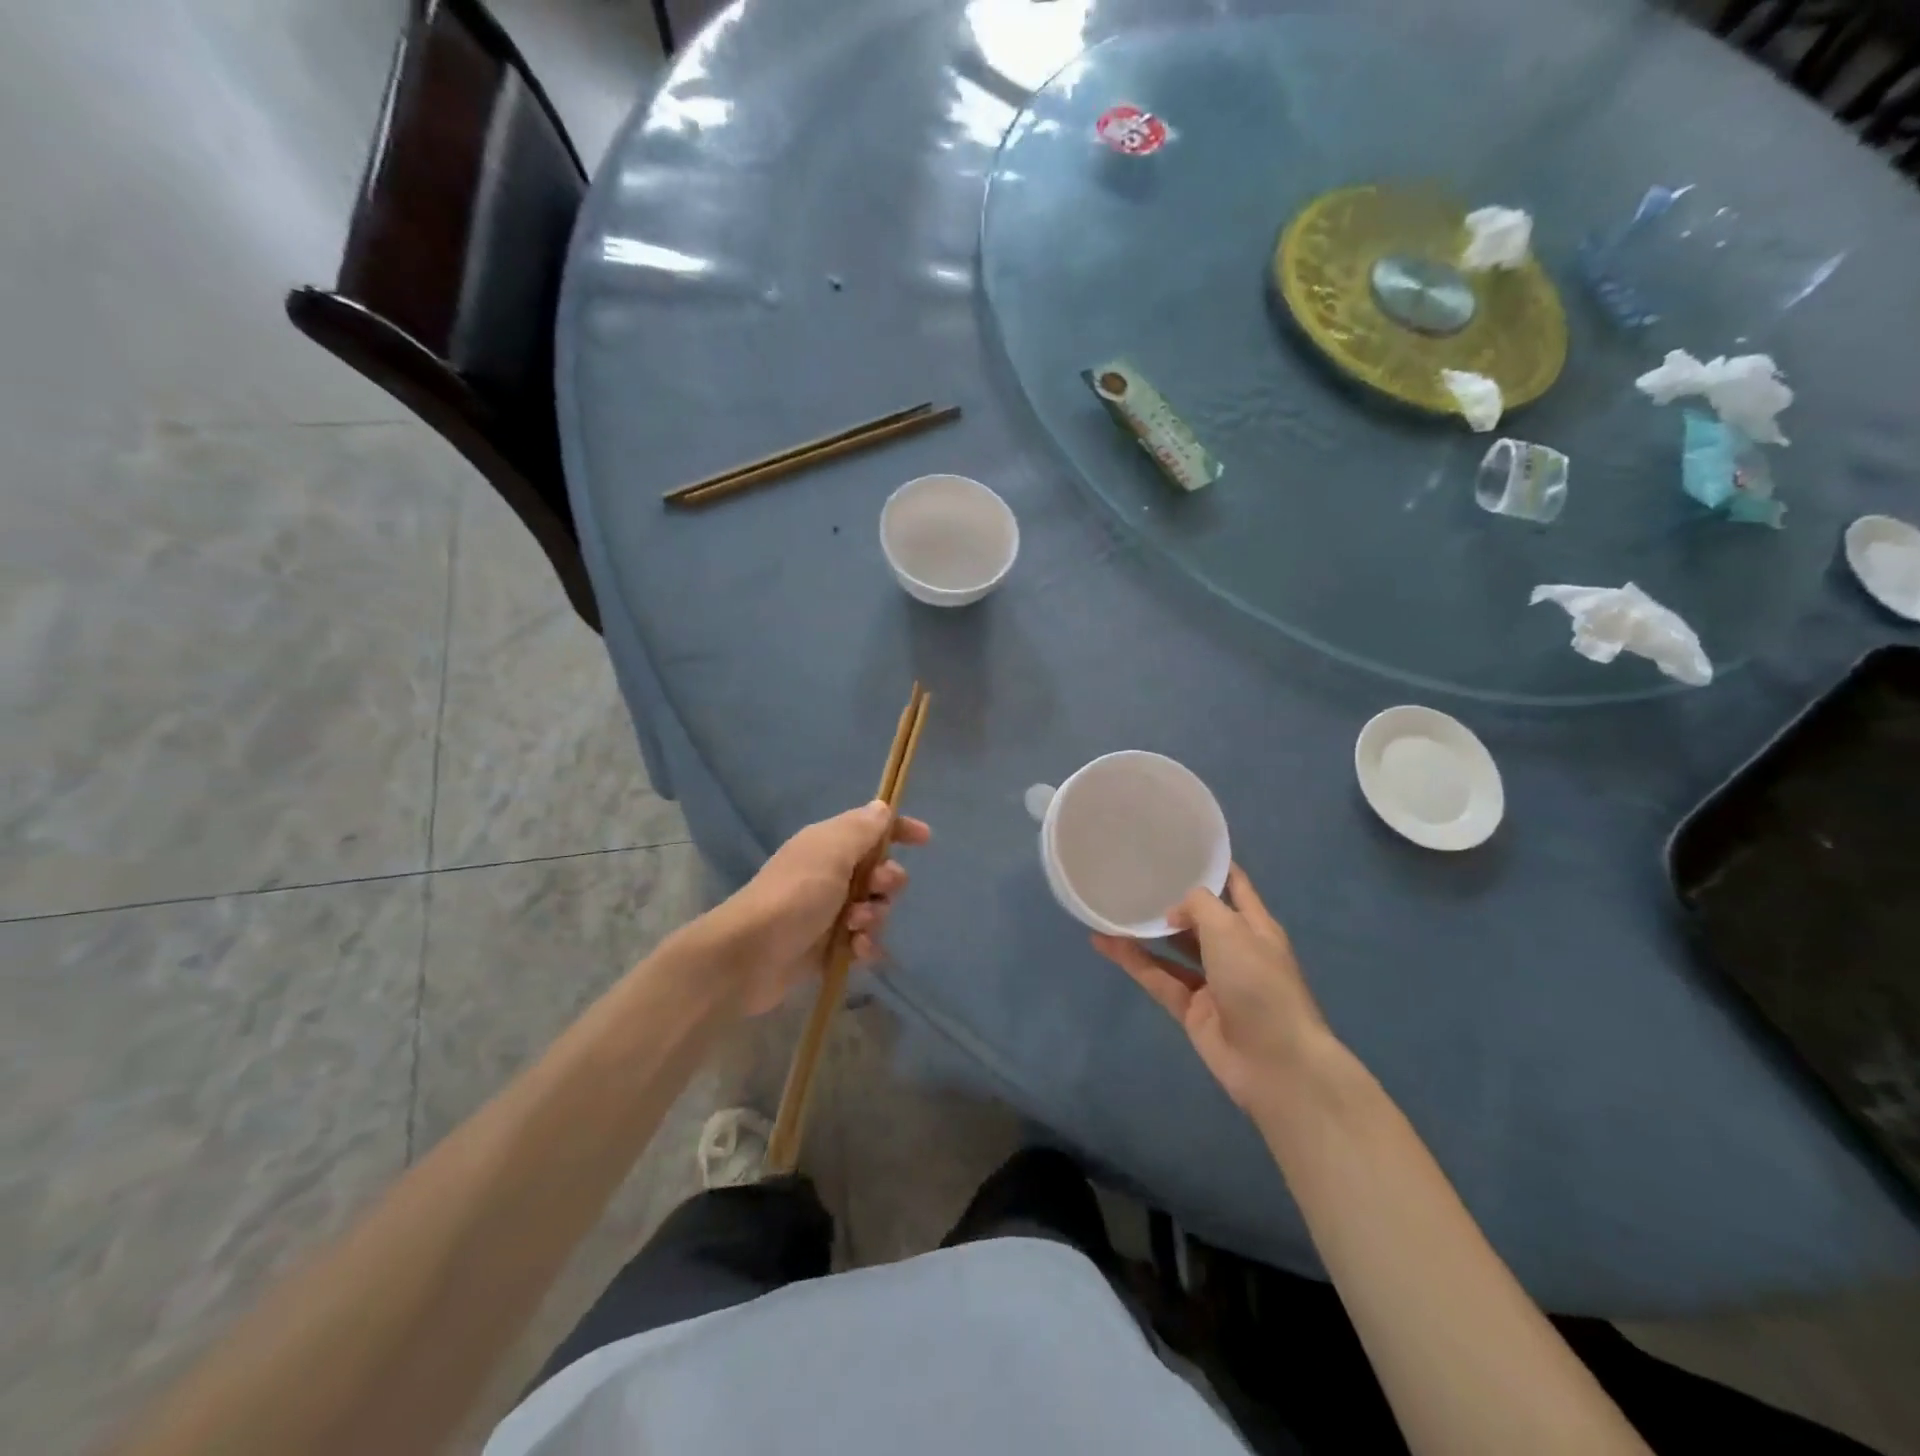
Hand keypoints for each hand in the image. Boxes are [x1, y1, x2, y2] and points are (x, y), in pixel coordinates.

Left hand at [711, 801, 930, 1015]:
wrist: (749, 955)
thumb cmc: (794, 895)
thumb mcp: (831, 852)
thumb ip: (861, 829)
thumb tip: (882, 808)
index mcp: (829, 845)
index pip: (872, 829)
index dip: (900, 830)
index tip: (925, 839)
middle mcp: (831, 874)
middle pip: (880, 871)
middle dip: (888, 880)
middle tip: (877, 888)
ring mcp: (830, 912)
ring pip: (876, 908)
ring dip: (875, 916)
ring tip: (855, 926)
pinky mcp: (829, 947)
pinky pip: (864, 941)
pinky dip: (866, 945)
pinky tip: (856, 950)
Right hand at [1092, 865, 1332, 1114]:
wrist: (1275, 1063)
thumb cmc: (1259, 983)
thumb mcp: (1231, 929)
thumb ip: (1198, 906)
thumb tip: (1173, 913)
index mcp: (1255, 927)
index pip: (1235, 886)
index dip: (1213, 867)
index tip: (1181, 847)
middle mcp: (1235, 951)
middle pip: (1200, 919)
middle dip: (1172, 900)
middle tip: (1134, 876)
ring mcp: (1213, 983)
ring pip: (1173, 950)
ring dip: (1146, 932)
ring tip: (1112, 908)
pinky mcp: (1192, 1010)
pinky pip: (1158, 978)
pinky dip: (1133, 962)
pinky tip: (1104, 943)